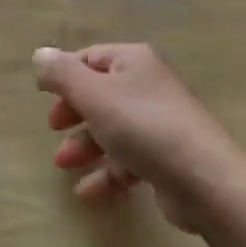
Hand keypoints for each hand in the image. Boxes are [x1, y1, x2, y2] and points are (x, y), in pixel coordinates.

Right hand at [34, 44, 245, 230]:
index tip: (43, 96)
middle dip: (74, 111)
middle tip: (54, 128)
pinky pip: (129, 159)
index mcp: (134, 61)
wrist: (204, 179)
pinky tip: (87, 191)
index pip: (91, 57)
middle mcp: (149, 85)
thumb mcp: (94, 94)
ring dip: (86, 144)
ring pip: (114, 127)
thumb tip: (40, 54)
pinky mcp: (168, 158)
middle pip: (102, 92)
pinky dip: (107, 171)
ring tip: (64, 164)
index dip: (65, 75)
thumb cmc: (143, 126)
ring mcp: (161, 122)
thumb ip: (62, 74)